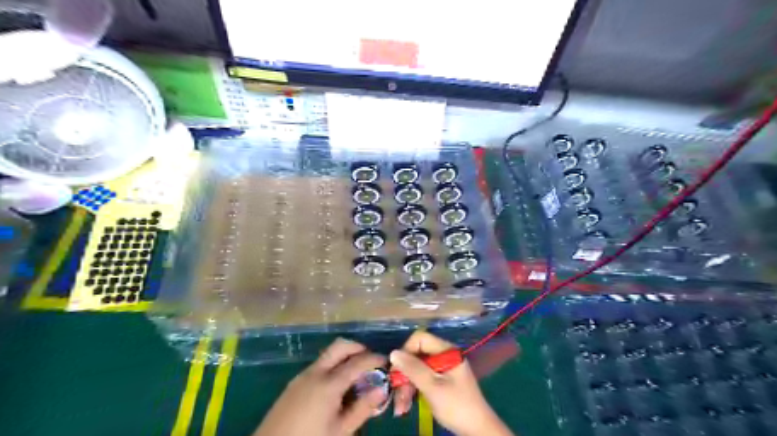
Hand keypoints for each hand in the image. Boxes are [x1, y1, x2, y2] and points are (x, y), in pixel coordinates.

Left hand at [254, 338, 386, 434]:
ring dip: (345, 356)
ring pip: (329, 354)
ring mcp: (303, 375)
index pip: (358, 361)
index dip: (375, 358)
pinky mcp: (295, 381)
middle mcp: (315, 372)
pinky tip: (337, 385)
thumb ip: (362, 408)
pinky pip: (319, 364)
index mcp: (329, 384)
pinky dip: (333, 365)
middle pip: (340, 346)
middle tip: (371, 361)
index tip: (386, 361)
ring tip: (356, 374)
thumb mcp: (340, 431)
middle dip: (358, 348)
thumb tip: (382, 390)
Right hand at [392, 330, 514, 435]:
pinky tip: (406, 405)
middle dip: (404, 374)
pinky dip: (413, 390)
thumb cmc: (456, 405)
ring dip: (406, 386)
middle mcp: (444, 355)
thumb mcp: (432, 386)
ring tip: (400, 406)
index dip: (406, 351)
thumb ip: (413, 368)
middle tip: (396, 393)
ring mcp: (443, 368)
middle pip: (417, 355)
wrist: (477, 430)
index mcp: (446, 350)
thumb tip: (393, 353)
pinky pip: (422, 379)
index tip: (397, 370)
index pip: (420, 339)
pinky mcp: (441, 381)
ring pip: (417, 369)